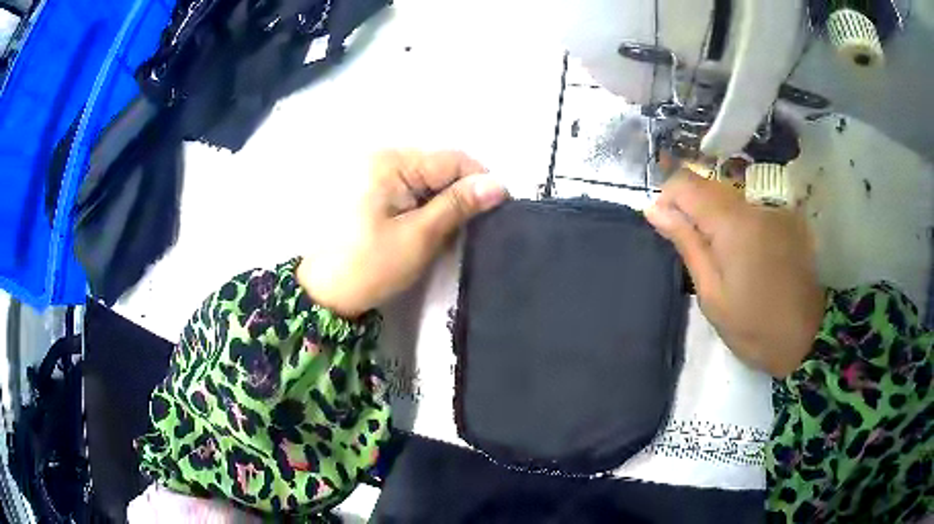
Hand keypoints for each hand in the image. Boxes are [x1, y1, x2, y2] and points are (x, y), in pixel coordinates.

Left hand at [297, 150, 508, 317]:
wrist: (321, 292)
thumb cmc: (369, 266)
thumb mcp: (419, 237)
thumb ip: (458, 205)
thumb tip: (499, 185)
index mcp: (391, 162)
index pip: (452, 159)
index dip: (480, 182)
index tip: (497, 211)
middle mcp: (381, 156)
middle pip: (439, 166)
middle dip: (460, 193)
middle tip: (470, 228)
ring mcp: (372, 171)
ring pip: (426, 179)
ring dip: (442, 202)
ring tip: (447, 232)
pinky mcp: (368, 188)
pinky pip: (408, 188)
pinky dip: (423, 206)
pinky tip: (424, 228)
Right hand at [645, 168, 824, 377]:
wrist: (806, 339)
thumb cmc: (754, 327)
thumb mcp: (712, 294)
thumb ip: (687, 244)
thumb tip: (655, 209)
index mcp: (733, 223)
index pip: (687, 182)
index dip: (668, 196)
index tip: (665, 224)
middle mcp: (755, 205)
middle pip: (710, 186)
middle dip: (692, 209)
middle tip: (693, 250)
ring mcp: (774, 209)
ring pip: (730, 197)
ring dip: (716, 218)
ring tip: (722, 259)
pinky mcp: (786, 219)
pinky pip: (751, 209)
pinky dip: (739, 224)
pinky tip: (747, 257)